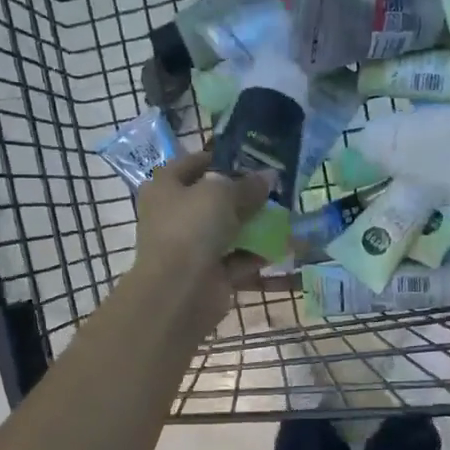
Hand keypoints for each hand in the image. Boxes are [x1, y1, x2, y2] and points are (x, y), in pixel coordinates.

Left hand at [130, 152, 273, 331]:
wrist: (180, 290)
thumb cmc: (191, 228)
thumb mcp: (221, 194)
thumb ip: (247, 184)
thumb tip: (269, 176)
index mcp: (165, 188)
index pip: (192, 164)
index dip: (221, 159)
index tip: (251, 159)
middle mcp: (174, 215)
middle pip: (212, 199)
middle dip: (243, 195)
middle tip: (274, 189)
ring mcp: (191, 246)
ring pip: (227, 230)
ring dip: (254, 225)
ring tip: (285, 215)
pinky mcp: (209, 272)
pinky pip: (237, 259)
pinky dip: (257, 254)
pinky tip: (283, 246)